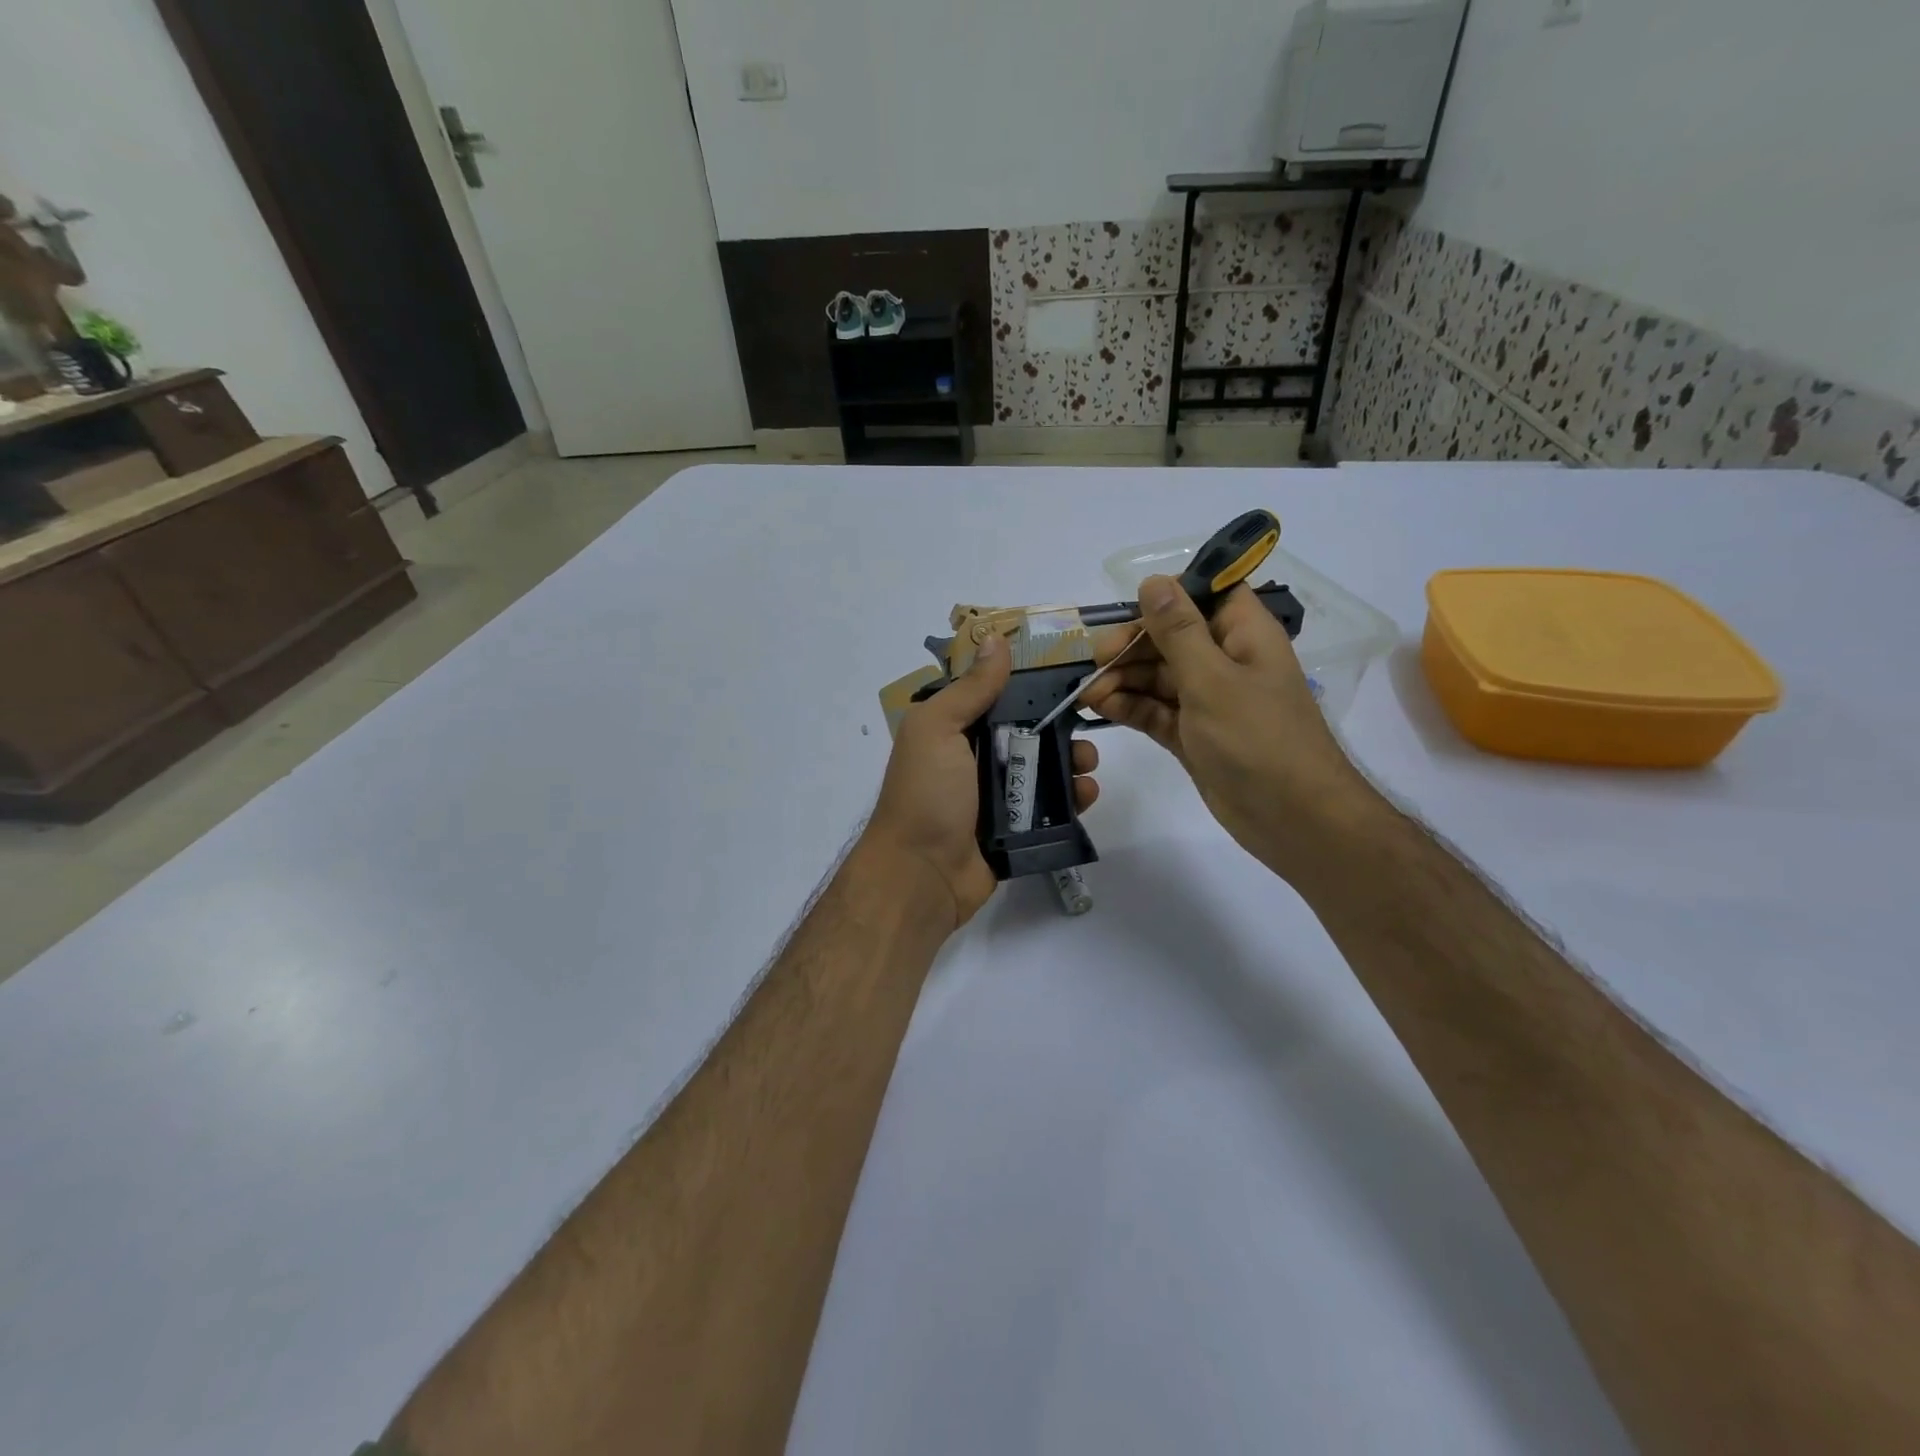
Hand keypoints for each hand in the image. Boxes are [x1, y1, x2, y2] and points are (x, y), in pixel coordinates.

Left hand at [865, 632, 1101, 930]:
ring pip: (1043, 770)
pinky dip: (1072, 800)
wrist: (922, 875)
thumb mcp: (939, 729)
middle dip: (1059, 726)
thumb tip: (995, 639)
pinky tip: (1088, 794)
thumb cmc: (927, 794)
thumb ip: (970, 688)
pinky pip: (1049, 809)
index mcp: (952, 730)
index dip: (1029, 683)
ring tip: (1087, 763)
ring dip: (1071, 762)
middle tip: (1086, 726)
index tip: (1068, 671)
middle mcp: (973, 759)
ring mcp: (994, 797)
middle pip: (1026, 732)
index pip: (995, 696)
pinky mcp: (1015, 831)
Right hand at [1081, 575, 1379, 884]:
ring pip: (1157, 675)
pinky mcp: (1193, 734)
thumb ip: (1178, 631)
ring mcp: (1208, 699)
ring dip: (1123, 679)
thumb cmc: (1257, 739)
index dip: (1167, 597)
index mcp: (1243, 634)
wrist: (1291, 818)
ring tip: (1089, 695)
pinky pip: (1155, 710)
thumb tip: (1152, 581)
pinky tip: (1101, 708)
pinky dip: (1130, 707)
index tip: (1128, 610)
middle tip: (1096, 660)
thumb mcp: (1212, 679)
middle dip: (1131, 645)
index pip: (1204, 594)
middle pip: (1170, 637)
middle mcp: (1225, 660)